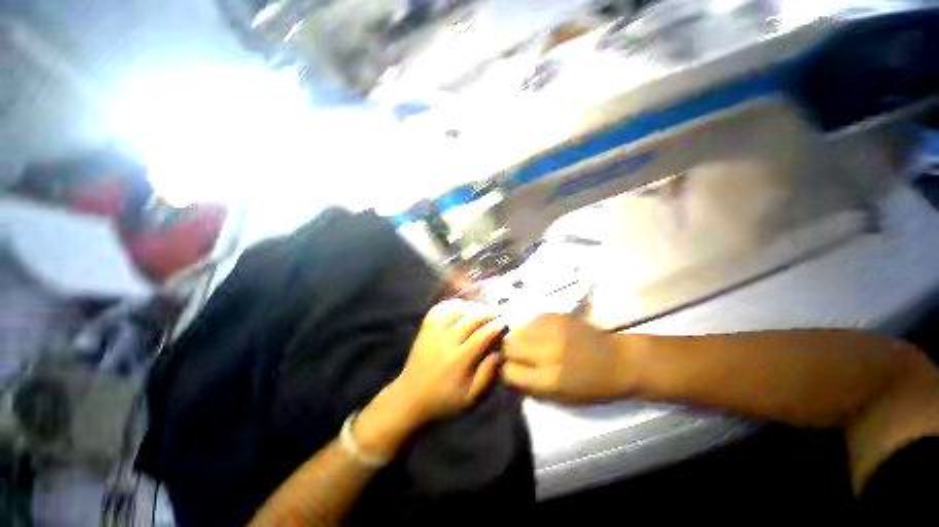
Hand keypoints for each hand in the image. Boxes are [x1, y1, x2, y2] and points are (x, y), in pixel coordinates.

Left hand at [355, 300, 505, 456]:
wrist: (409, 399)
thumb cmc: (445, 401)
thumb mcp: (472, 397)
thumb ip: (488, 374)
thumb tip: (500, 351)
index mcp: (459, 361)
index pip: (483, 335)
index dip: (497, 326)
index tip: (506, 322)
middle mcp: (446, 342)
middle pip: (471, 319)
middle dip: (488, 313)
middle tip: (499, 313)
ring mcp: (433, 333)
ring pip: (457, 311)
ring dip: (473, 308)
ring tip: (483, 311)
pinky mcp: (425, 329)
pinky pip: (440, 309)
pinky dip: (453, 305)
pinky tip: (462, 307)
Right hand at [502, 314, 630, 402]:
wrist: (619, 360)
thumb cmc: (593, 386)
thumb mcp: (561, 397)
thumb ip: (532, 385)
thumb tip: (509, 372)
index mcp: (549, 380)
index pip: (509, 372)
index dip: (508, 372)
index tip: (512, 370)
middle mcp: (547, 352)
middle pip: (509, 347)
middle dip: (510, 352)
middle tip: (519, 355)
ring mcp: (551, 331)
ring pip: (517, 330)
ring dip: (520, 338)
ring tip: (530, 343)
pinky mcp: (556, 316)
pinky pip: (531, 320)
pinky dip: (532, 328)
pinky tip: (542, 333)